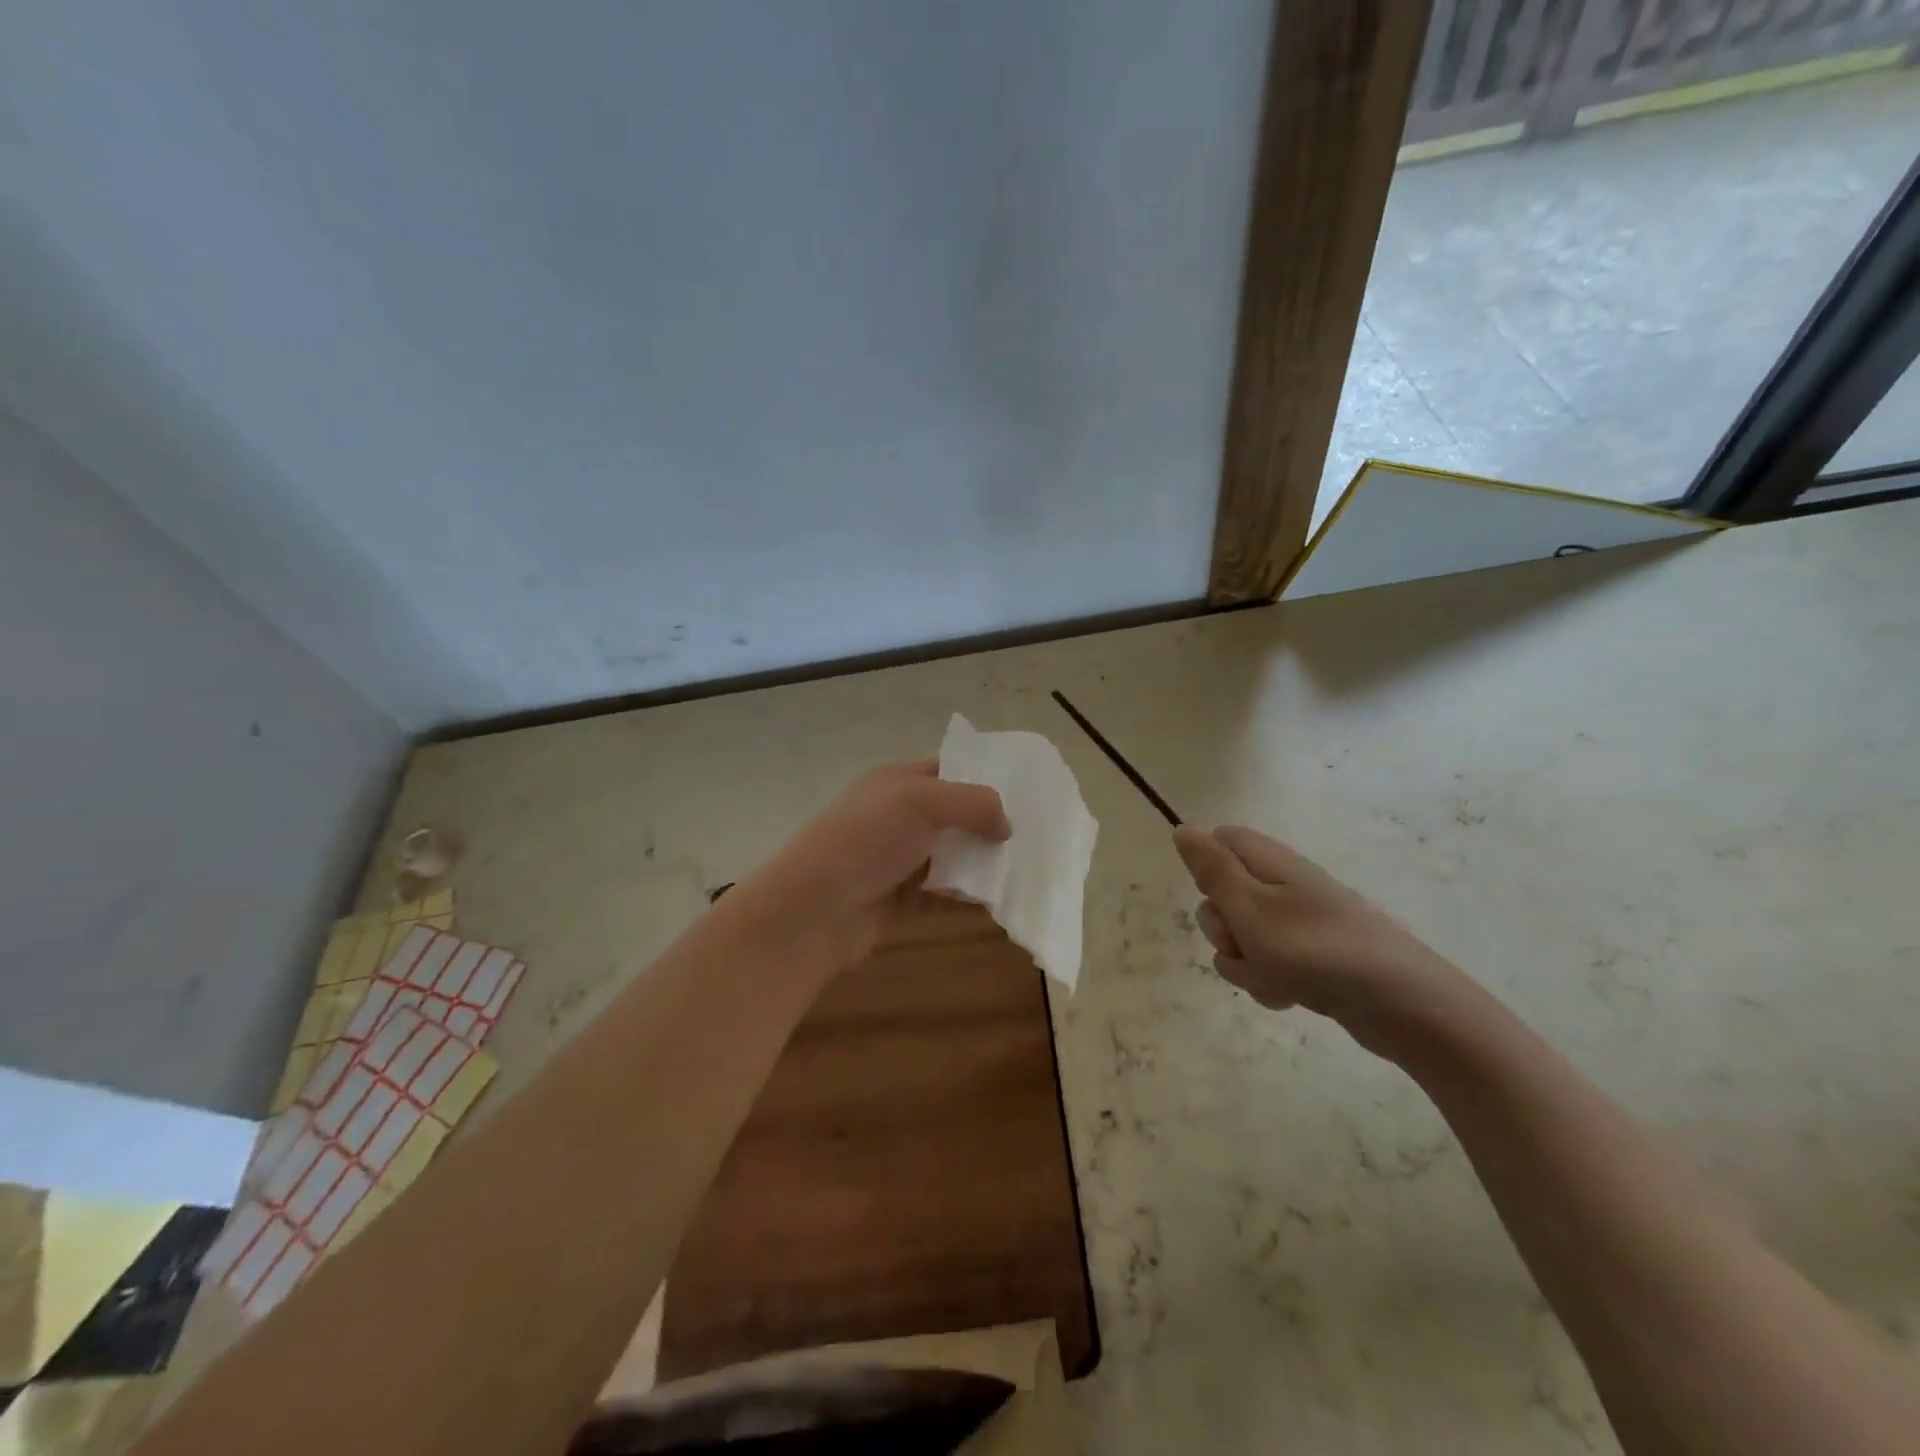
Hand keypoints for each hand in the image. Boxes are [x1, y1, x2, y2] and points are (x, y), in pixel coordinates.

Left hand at [727, 760, 1009, 972]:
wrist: (814, 909)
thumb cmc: (866, 840)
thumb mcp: (921, 802)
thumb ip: (972, 803)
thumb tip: (1006, 825)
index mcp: (897, 781)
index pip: (949, 770)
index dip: (984, 778)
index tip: (1027, 794)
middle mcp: (898, 816)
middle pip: (955, 816)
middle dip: (991, 825)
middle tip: (1036, 838)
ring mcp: (899, 859)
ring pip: (953, 857)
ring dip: (983, 864)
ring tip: (1027, 871)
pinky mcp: (902, 899)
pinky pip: (945, 894)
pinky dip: (968, 898)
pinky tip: (1000, 902)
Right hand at [1173, 825, 1465, 1051]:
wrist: (1401, 1006)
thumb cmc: (1315, 949)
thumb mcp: (1249, 906)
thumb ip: (1212, 868)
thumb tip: (1182, 828)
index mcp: (1270, 863)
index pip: (1222, 840)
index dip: (1206, 867)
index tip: (1213, 895)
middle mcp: (1284, 887)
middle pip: (1225, 895)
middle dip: (1222, 928)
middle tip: (1243, 943)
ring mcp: (1299, 925)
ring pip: (1242, 937)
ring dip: (1245, 962)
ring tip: (1274, 977)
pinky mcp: (1311, 961)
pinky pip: (1267, 965)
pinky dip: (1269, 982)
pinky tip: (1289, 997)